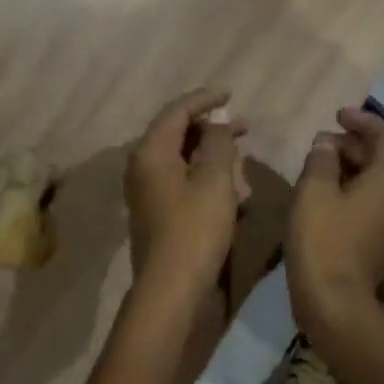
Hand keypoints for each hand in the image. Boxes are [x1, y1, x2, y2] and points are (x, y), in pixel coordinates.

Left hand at [124, 88, 247, 303]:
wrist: (172, 289)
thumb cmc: (196, 229)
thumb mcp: (215, 180)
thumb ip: (218, 143)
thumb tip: (216, 124)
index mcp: (150, 152)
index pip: (176, 111)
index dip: (205, 99)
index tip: (232, 94)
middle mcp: (140, 168)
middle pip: (174, 134)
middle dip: (208, 127)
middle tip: (243, 126)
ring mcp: (145, 193)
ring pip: (178, 159)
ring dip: (207, 152)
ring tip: (238, 152)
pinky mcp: (155, 215)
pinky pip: (178, 182)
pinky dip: (201, 175)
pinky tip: (226, 185)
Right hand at [287, 107, 383, 341]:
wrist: (334, 303)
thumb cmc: (323, 241)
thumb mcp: (313, 192)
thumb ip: (321, 160)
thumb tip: (327, 144)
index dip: (365, 121)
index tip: (336, 116)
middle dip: (354, 144)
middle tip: (320, 144)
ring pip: (376, 183)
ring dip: (350, 168)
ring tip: (317, 168)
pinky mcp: (378, 244)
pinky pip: (369, 205)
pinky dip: (349, 191)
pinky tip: (321, 198)